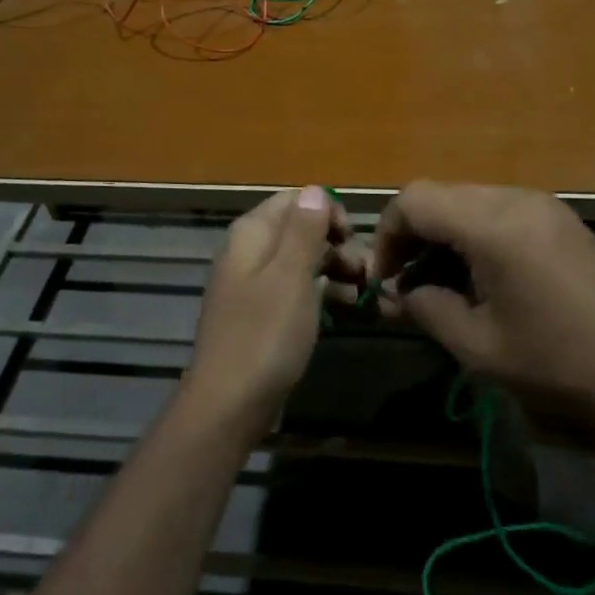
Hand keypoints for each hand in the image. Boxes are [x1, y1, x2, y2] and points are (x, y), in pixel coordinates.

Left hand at [184, 186, 358, 435]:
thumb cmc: (264, 335)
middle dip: (335, 244)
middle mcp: (248, 252)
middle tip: (366, 271)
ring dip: (333, 269)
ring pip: (299, 262)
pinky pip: (294, 290)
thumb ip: (304, 230)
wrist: (229, 405)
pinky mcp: (259, 314)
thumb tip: (315, 190)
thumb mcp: (291, 276)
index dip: (328, 212)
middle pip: (298, 230)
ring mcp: (251, 284)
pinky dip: (319, 293)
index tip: (354, 238)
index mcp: (251, 234)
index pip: (295, 200)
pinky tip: (343, 307)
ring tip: (362, 291)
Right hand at [372, 182, 594, 426]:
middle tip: (405, 282)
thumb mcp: (477, 345)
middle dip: (412, 234)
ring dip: (443, 232)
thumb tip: (399, 293)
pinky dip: (474, 232)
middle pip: (440, 194)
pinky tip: (479, 274)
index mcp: (493, 225)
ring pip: (468, 199)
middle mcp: (516, 199)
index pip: (414, 200)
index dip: (386, 235)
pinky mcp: (559, 218)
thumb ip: (427, 307)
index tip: (384, 279)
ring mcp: (542, 204)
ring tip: (440, 281)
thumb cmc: (553, 362)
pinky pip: (499, 209)